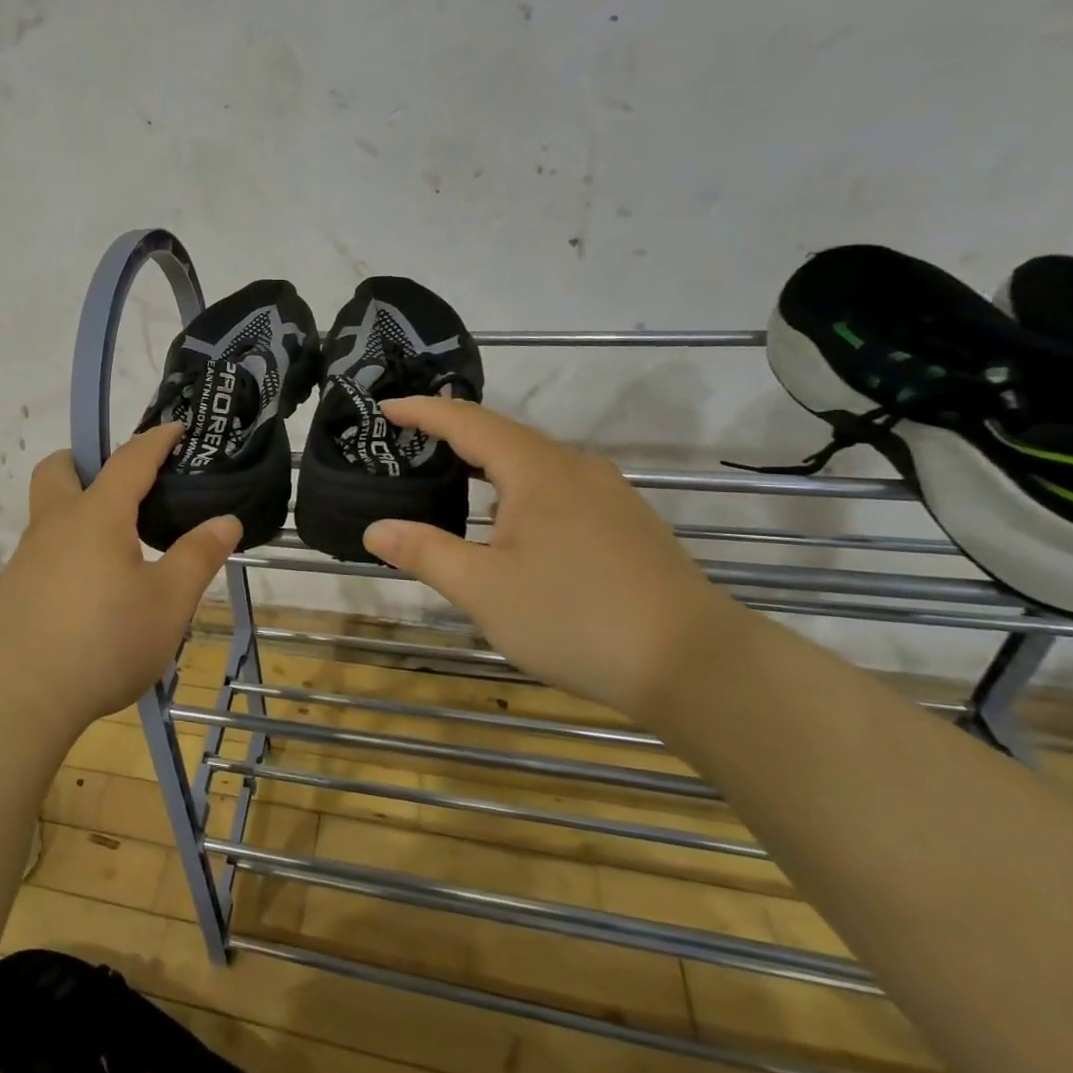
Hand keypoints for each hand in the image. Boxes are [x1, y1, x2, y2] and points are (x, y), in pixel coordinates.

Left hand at [0, 424, 241, 733]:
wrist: (20, 697)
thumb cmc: (105, 641)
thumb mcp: (168, 603)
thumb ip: (198, 557)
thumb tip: (226, 520)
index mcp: (97, 516)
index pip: (129, 460)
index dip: (156, 440)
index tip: (176, 429)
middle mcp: (55, 525)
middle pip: (58, 470)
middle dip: (85, 462)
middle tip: (121, 488)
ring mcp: (26, 558)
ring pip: (48, 515)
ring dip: (78, 514)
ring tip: (117, 553)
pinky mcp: (12, 591)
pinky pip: (42, 555)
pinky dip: (66, 555)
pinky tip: (88, 597)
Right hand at [362, 397, 751, 720]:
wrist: (696, 665)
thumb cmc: (575, 618)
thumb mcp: (483, 588)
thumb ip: (425, 553)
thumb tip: (375, 529)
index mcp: (536, 470)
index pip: (467, 422)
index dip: (423, 411)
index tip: (385, 408)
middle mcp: (575, 468)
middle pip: (504, 435)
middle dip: (453, 433)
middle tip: (411, 442)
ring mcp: (609, 495)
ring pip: (535, 462)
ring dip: (489, 463)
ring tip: (453, 478)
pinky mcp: (627, 524)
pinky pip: (559, 486)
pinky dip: (519, 487)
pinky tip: (512, 522)